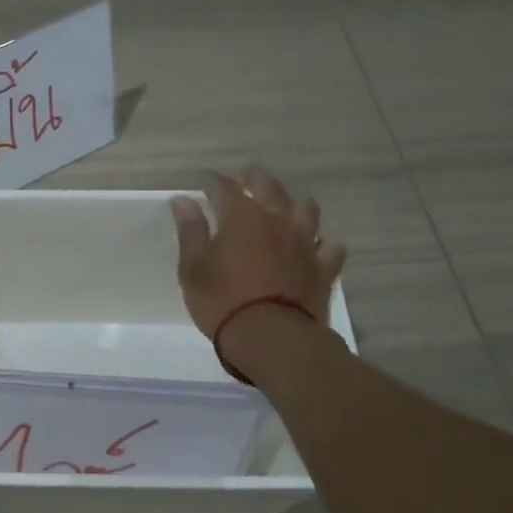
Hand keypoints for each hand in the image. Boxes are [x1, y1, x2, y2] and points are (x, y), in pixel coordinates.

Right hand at [171, 166, 346, 342]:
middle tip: (247, 175)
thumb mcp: (193, 268)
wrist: (271, 337)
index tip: (203, 180)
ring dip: (295, 203)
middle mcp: (277, 221)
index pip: (225, 188)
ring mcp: (305, 244)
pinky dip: (322, 244)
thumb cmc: (222, 301)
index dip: (212, 181)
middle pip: (269, 188)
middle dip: (255, 178)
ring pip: (306, 211)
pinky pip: (329, 249)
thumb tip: (183, 201)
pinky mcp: (323, 269)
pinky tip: (318, 247)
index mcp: (242, 217)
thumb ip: (191, 231)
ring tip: (288, 205)